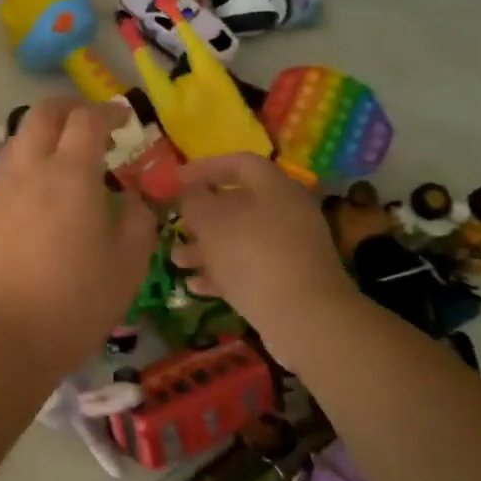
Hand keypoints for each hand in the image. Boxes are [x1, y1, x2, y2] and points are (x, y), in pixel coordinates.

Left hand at [0, 98, 157, 375]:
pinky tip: (37, 199)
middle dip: (68, 108)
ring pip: (16, 141)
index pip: (87, 119)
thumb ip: (139, 222)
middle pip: (42, 114)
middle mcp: (29, 170)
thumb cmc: (75, 303)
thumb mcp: (128, 265)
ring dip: (41, 135)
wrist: (1, 339)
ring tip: (61, 157)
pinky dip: (24, 169)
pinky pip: (4, 176)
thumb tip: (136, 200)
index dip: (108, 111)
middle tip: (89, 122)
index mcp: (70, 174)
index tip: (123, 119)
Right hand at [172, 153, 357, 363]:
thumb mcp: (211, 223)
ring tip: (177, 260)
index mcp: (275, 187)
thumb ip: (194, 201)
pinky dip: (223, 273)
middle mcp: (288, 212)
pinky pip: (251, 268)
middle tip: (175, 224)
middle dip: (202, 216)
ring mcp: (291, 248)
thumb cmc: (253, 257)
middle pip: (239, 204)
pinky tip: (195, 286)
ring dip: (207, 248)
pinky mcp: (290, 280)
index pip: (240, 163)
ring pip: (242, 239)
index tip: (176, 179)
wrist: (305, 317)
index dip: (205, 167)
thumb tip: (189, 192)